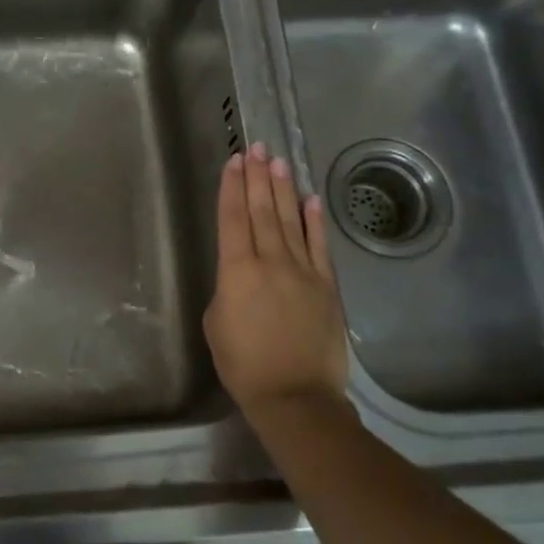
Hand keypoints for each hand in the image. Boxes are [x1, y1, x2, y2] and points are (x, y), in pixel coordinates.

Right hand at [204, 143, 350, 424]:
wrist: (294, 395)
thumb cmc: (243, 364)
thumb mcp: (216, 323)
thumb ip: (227, 288)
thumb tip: (241, 275)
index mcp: (237, 271)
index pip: (233, 219)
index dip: (232, 188)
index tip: (233, 162)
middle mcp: (271, 261)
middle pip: (263, 211)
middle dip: (257, 177)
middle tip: (256, 148)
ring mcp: (303, 271)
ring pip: (291, 221)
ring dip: (283, 189)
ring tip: (278, 161)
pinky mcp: (327, 286)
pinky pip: (320, 246)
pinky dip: (315, 221)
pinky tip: (310, 199)